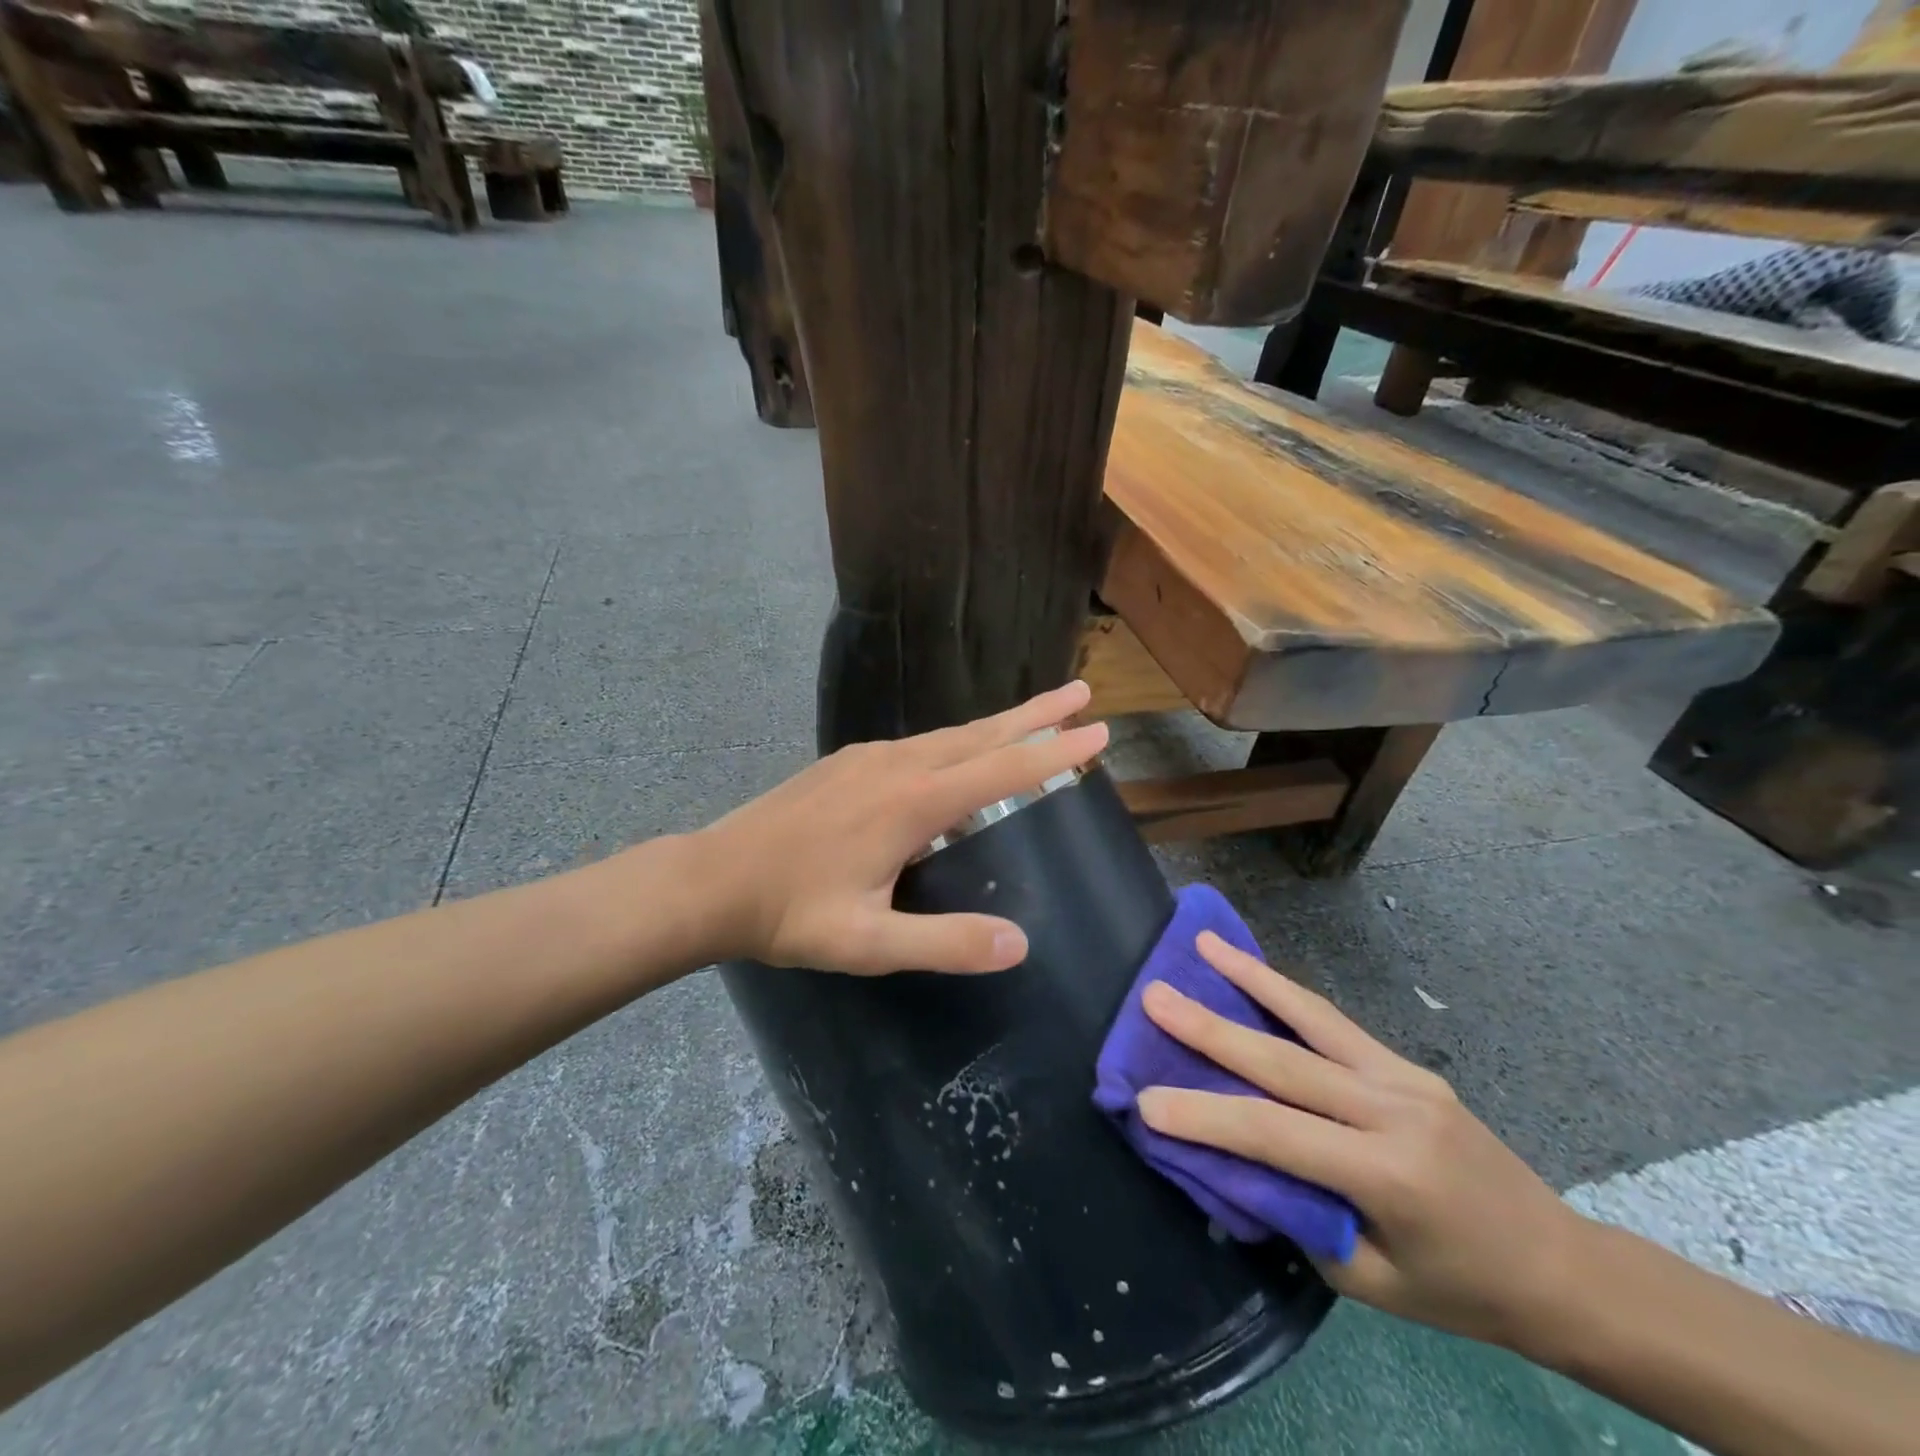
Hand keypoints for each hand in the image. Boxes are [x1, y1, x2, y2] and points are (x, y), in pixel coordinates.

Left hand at [690, 681, 1108, 975]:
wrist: (712, 880)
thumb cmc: (790, 914)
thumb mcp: (869, 945)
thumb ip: (945, 943)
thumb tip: (1020, 943)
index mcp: (911, 803)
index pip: (1001, 769)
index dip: (1053, 752)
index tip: (1098, 732)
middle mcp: (896, 765)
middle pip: (980, 733)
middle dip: (1036, 713)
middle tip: (1082, 691)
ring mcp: (868, 758)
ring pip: (949, 735)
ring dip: (997, 726)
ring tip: (1034, 720)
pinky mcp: (847, 763)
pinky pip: (919, 745)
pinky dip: (958, 744)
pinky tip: (958, 761)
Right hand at [1135, 932, 1586, 1351]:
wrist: (1561, 1267)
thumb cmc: (1462, 1290)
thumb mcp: (1370, 1280)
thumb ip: (1297, 1215)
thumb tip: (1230, 1161)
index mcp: (1388, 1174)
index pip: (1276, 1136)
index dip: (1206, 1118)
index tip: (1145, 1102)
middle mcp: (1394, 1110)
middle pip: (1285, 1062)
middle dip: (1211, 1027)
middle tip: (1155, 995)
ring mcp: (1403, 1077)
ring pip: (1312, 1019)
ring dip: (1251, 978)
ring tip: (1204, 945)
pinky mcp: (1405, 1064)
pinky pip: (1334, 1023)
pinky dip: (1285, 993)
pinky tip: (1255, 971)